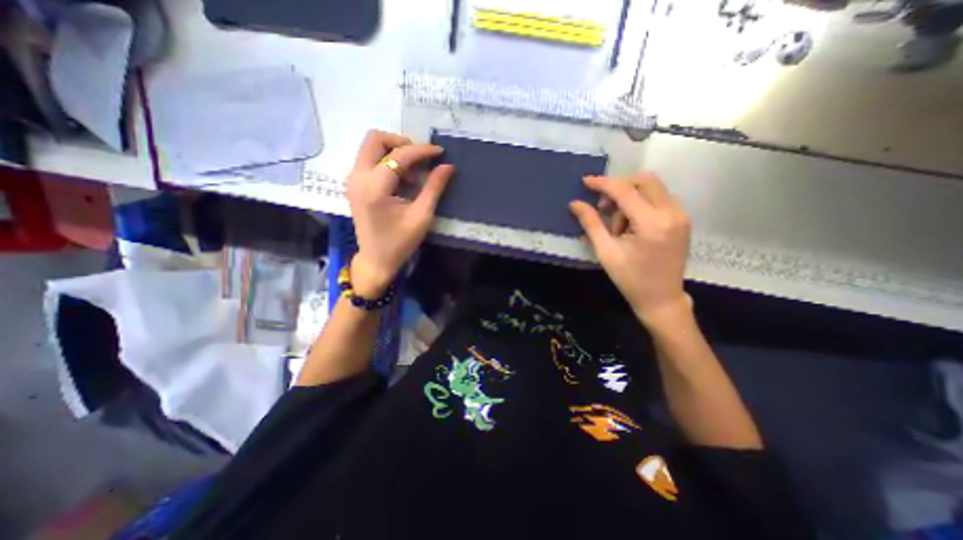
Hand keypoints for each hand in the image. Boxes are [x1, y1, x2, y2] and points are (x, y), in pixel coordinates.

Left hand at [347, 131, 455, 298]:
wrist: (376, 260)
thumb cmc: (400, 242)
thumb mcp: (421, 216)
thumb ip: (434, 188)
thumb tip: (448, 166)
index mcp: (374, 187)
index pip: (399, 155)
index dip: (422, 150)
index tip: (440, 153)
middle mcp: (357, 177)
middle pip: (375, 139)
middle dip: (401, 143)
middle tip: (421, 158)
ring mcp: (352, 180)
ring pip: (371, 147)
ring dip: (394, 152)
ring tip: (413, 174)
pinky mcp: (354, 184)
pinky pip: (369, 160)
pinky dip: (387, 162)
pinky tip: (402, 180)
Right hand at [566, 172, 696, 324]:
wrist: (661, 299)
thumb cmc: (630, 279)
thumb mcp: (605, 252)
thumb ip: (590, 223)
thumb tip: (575, 204)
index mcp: (652, 223)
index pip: (625, 191)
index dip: (603, 183)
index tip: (585, 181)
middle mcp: (672, 212)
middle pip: (644, 180)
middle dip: (619, 187)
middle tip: (603, 206)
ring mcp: (681, 215)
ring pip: (652, 187)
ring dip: (630, 197)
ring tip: (618, 225)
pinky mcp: (682, 219)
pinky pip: (658, 198)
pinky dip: (641, 203)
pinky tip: (631, 224)